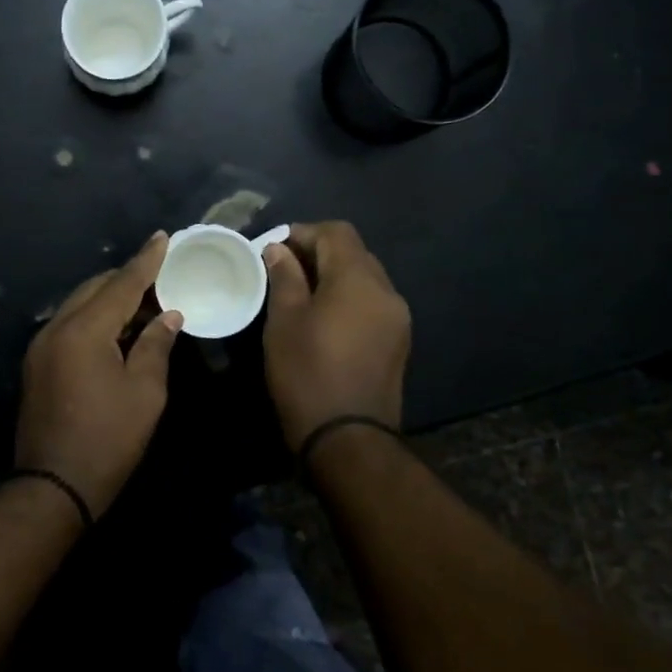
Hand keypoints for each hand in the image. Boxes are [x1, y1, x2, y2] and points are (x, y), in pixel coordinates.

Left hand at [15, 232, 182, 517]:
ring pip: (79, 305)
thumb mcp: (145, 392)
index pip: (121, 284)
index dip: (146, 261)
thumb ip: (156, 346)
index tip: (163, 237)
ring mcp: (41, 346)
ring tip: (145, 303)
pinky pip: (69, 325)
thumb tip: (168, 316)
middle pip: (95, 289)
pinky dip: (95, 319)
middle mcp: (56, 328)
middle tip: (161, 278)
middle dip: (127, 279)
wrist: (53, 486)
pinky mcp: (37, 364)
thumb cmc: (108, 440)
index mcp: (83, 330)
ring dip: (110, 300)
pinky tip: (117, 330)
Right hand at [261, 221, 410, 448]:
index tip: (274, 249)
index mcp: (358, 279)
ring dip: (334, 277)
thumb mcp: (284, 321)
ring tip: (301, 296)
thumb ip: (284, 277)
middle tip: (283, 271)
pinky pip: (372, 304)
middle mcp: (386, 291)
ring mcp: (397, 318)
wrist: (348, 439)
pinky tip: (324, 320)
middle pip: (354, 252)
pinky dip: (348, 299)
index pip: (336, 232)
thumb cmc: (307, 373)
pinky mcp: (398, 342)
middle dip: (318, 253)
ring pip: (365, 279)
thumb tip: (279, 249)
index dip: (303, 233)